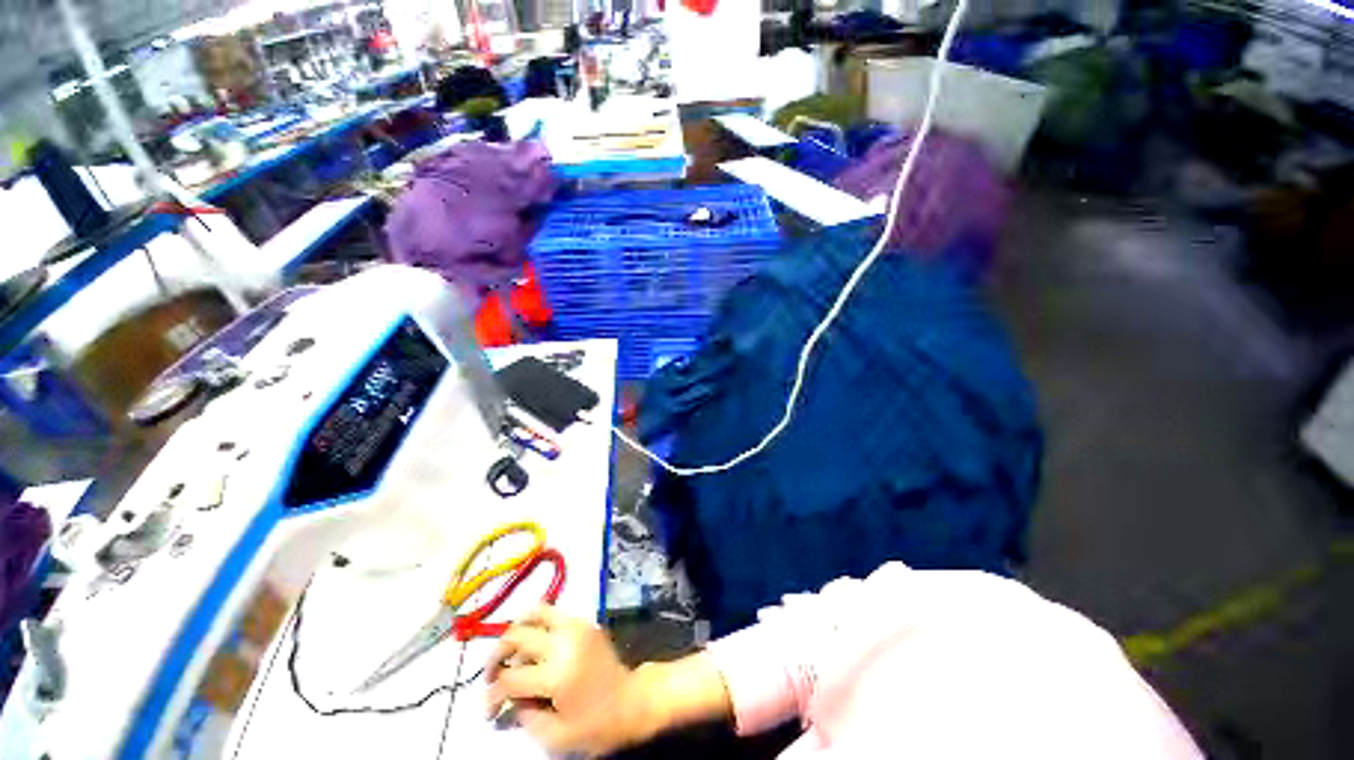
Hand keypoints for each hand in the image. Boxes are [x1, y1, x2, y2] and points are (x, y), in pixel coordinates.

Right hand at [486, 605, 654, 756]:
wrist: (631, 701)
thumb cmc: (595, 724)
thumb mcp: (555, 736)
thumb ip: (524, 716)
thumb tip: (509, 697)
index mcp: (556, 674)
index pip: (510, 678)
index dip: (492, 696)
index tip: (489, 710)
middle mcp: (564, 642)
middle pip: (516, 636)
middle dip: (496, 657)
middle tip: (492, 676)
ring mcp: (576, 626)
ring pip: (535, 612)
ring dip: (516, 632)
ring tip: (510, 653)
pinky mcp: (584, 622)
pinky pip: (553, 614)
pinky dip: (537, 625)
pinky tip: (534, 645)